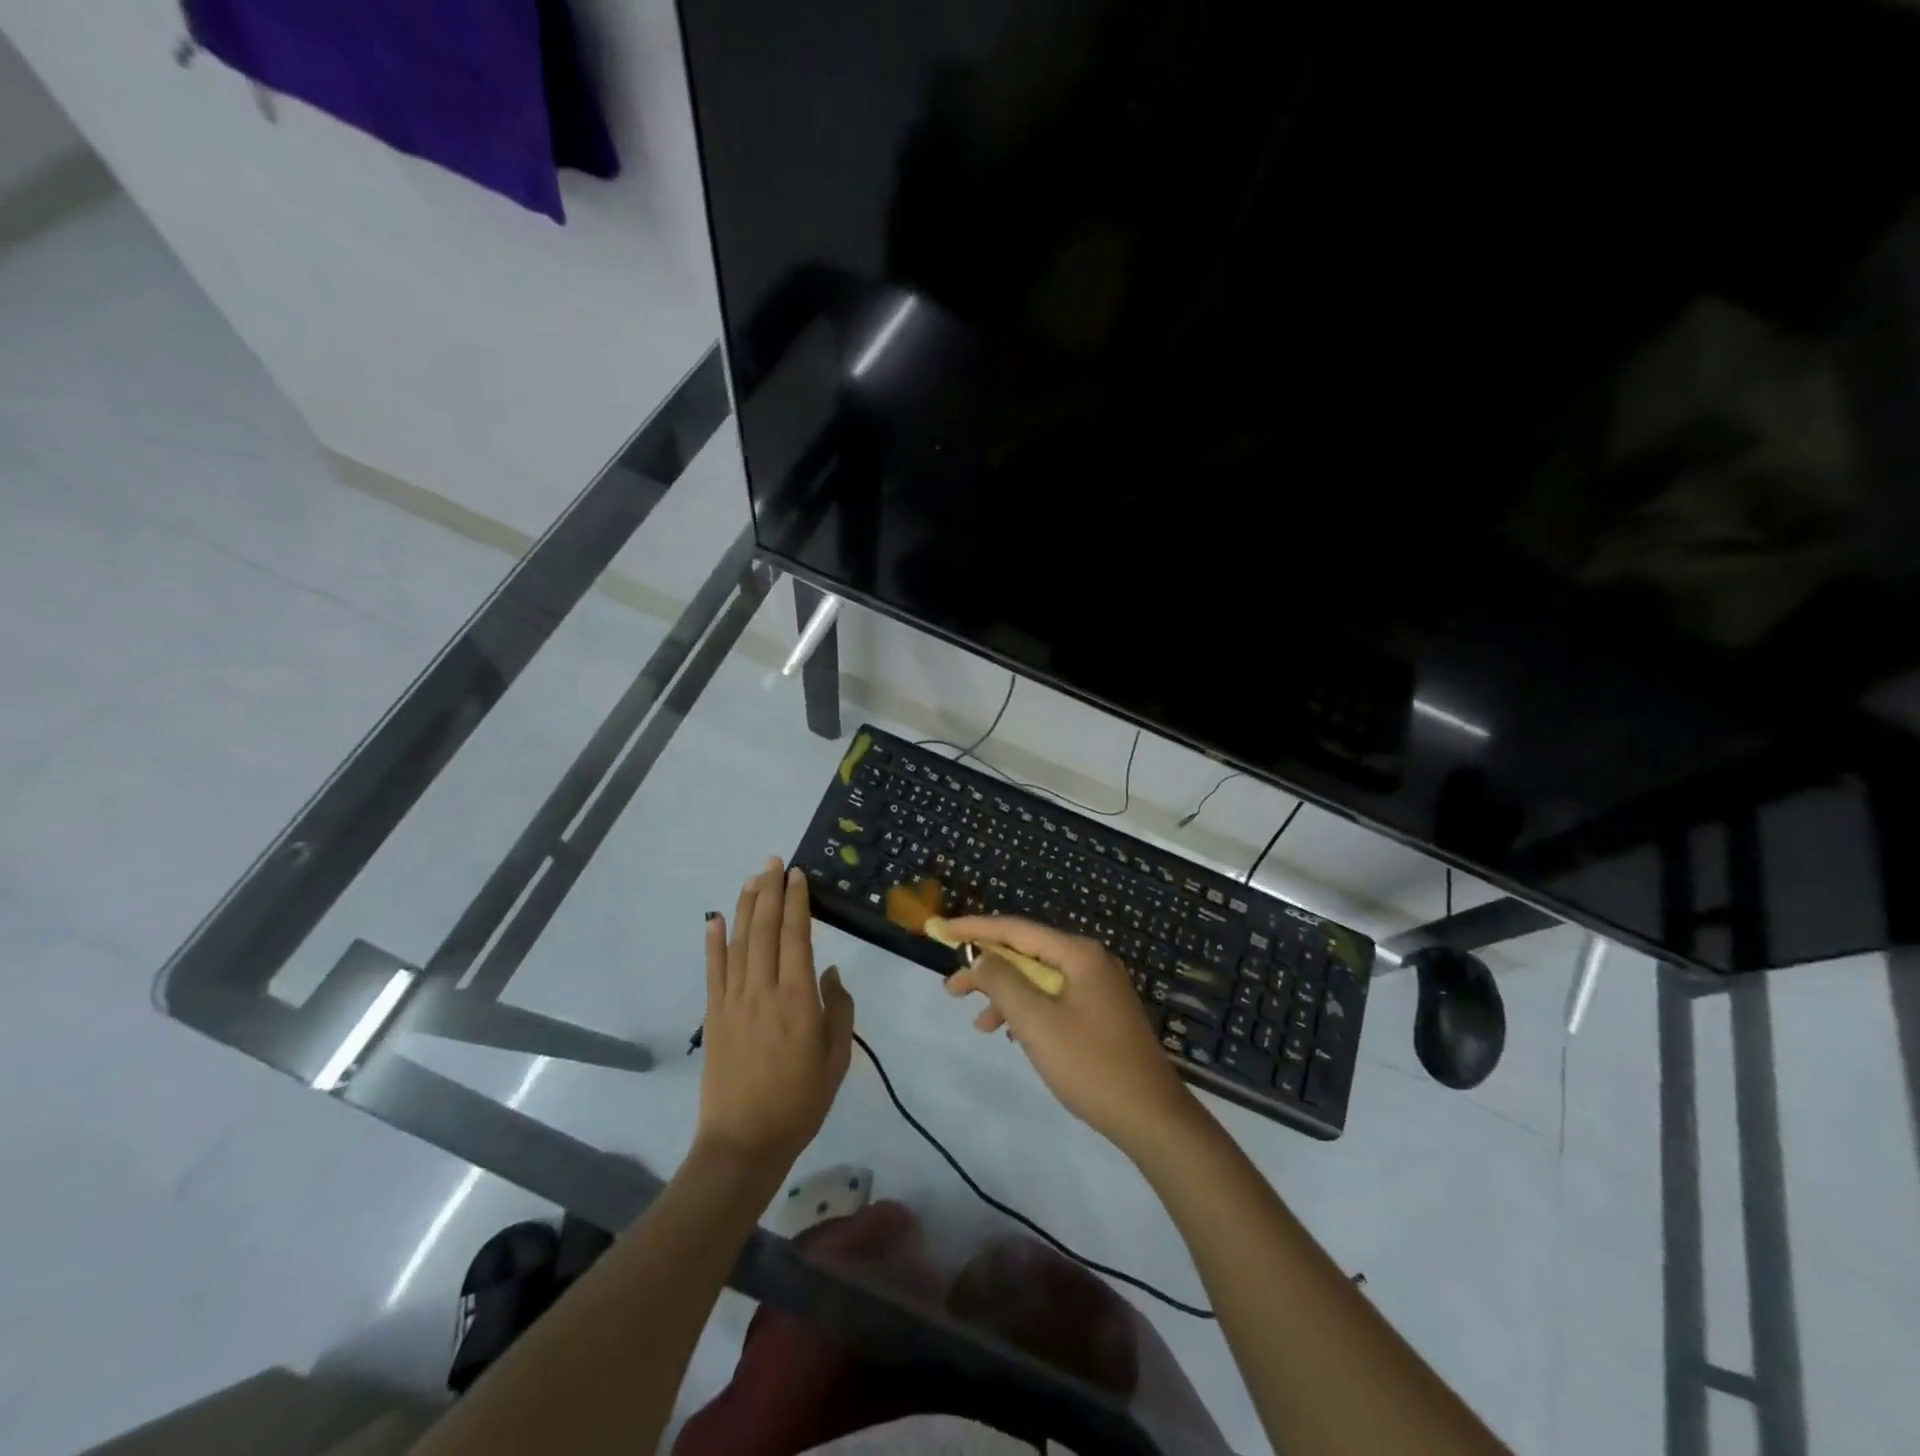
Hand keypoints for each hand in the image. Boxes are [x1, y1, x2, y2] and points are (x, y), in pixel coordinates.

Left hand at [696, 859, 855, 1173]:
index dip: (796, 902)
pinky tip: (713, 919)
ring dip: (745, 906)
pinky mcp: (713, 1016)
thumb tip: (831, 972)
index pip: (796, 937)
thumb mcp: (836, 1059)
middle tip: (774, 861)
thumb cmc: (800, 1102)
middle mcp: (763, 990)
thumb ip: (838, 1010)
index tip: (797, 875)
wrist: (744, 1143)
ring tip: (752, 878)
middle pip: (765, 930)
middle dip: (770, 892)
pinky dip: (712, 942)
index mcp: (798, 999)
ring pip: (739, 942)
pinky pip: (713, 971)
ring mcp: (733, 1001)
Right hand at [942, 915, 1197, 1153]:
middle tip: (952, 990)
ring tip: (977, 1023)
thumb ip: (1002, 981)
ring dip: (1005, 995)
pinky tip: (1012, 1036)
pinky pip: (1053, 999)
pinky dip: (1028, 1012)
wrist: (1152, 1117)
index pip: (1015, 929)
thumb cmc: (1090, 1064)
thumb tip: (981, 956)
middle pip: (1027, 953)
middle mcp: (1090, 961)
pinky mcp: (1101, 1013)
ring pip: (1039, 979)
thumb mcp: (1036, 1021)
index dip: (974, 928)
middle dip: (987, 968)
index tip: (939, 929)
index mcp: (1078, 954)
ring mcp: (1099, 988)